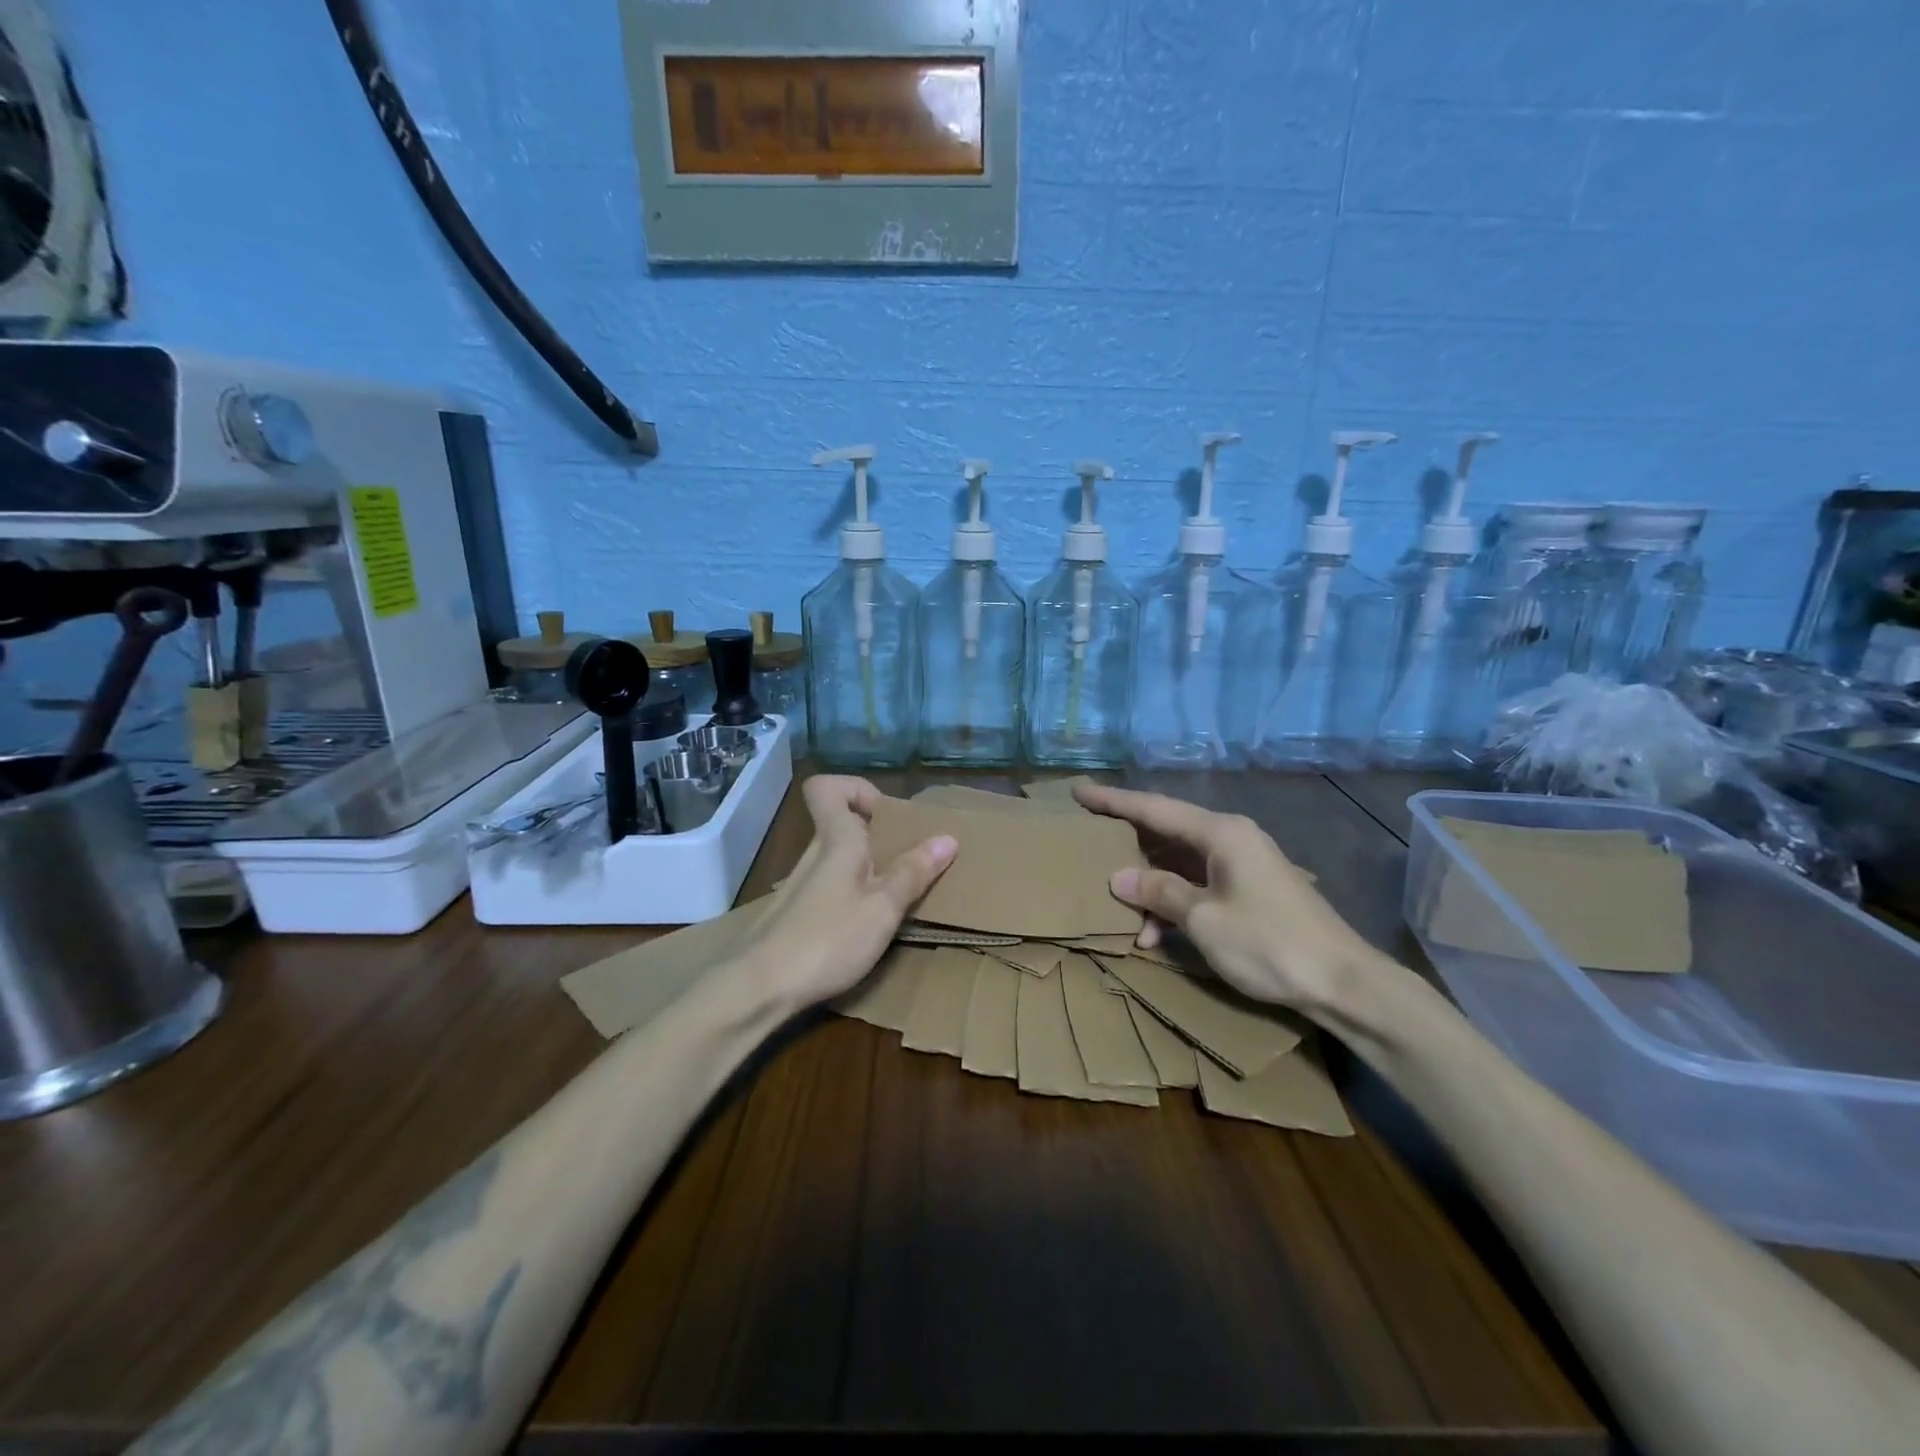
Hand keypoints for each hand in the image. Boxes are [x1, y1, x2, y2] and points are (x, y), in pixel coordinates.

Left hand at [746, 775, 956, 1007]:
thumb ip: (913, 872)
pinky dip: (852, 895)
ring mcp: (800, 885)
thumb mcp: (883, 908)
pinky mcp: (795, 914)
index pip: (827, 787)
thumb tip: (948, 837)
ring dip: (868, 869)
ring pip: (838, 859)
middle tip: (909, 863)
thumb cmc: (828, 939)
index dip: (857, 789)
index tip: (888, 817)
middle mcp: (814, 854)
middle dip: (878, 837)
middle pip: (841, 824)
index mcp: (836, 839)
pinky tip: (866, 928)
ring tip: (896, 899)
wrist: (759, 988)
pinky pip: (830, 887)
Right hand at [1073, 781, 1382, 1014]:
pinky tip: (1154, 935)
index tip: (1079, 791)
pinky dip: (1173, 904)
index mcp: (1221, 832)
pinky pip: (1196, 884)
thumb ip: (1159, 892)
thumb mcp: (1204, 919)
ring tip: (1120, 911)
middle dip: (1127, 843)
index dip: (1113, 801)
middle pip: (1165, 832)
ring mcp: (1241, 864)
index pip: (1154, 808)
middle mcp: (1230, 838)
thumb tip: (1118, 877)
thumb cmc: (1269, 943)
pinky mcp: (1248, 890)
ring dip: (1149, 887)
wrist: (1343, 983)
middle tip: (1087, 841)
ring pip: (1179, 863)